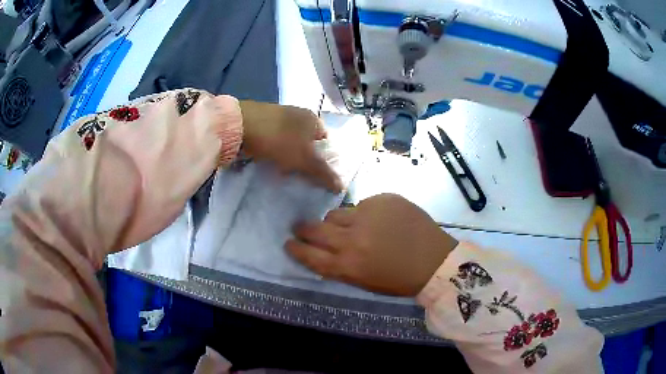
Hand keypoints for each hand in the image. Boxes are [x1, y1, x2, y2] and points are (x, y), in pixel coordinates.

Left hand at [239, 101, 341, 191]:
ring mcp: (279, 118)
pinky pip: (275, 142)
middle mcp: (298, 115)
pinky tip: (270, 163)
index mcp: (313, 119)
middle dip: (305, 161)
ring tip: (285, 173)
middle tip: (301, 177)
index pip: (326, 142)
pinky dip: (275, 153)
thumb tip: (342, 187)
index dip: (325, 159)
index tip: (318, 176)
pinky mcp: (263, 123)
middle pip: (308, 143)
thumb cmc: (278, 139)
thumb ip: (323, 173)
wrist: (239, 125)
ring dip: (289, 158)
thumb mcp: (304, 159)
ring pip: (291, 143)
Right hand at [287, 194, 457, 295]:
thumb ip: (340, 266)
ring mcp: (368, 215)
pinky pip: (362, 205)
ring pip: (336, 213)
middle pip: (315, 229)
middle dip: (304, 229)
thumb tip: (322, 251)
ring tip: (350, 226)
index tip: (289, 243)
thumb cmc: (399, 279)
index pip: (310, 256)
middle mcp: (352, 239)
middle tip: (301, 227)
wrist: (435, 260)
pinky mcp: (383, 200)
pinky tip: (380, 221)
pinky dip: (365, 213)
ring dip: (337, 221)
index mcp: (348, 265)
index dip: (296, 249)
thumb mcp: (364, 281)